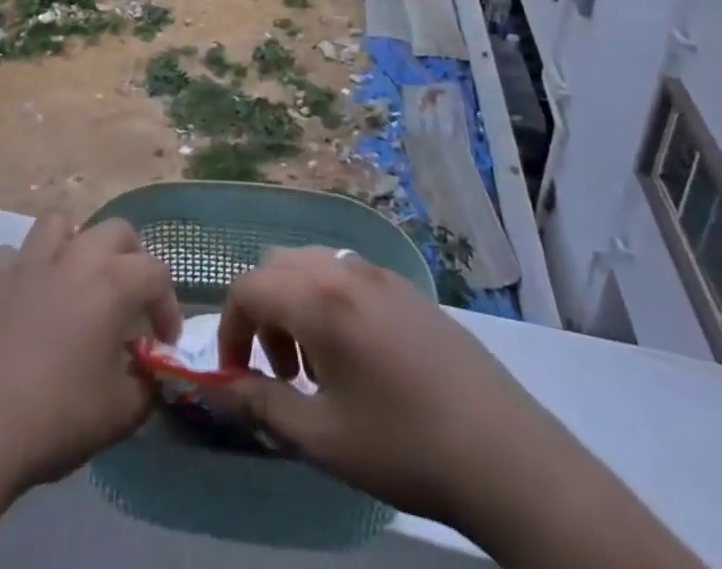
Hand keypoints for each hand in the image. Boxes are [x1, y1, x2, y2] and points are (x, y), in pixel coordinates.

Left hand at [0, 213, 182, 508]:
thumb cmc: (55, 419)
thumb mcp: (119, 415)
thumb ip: (145, 386)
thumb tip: (148, 374)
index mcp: (111, 283)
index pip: (156, 273)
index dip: (168, 306)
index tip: (164, 342)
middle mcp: (73, 257)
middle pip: (116, 230)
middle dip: (132, 258)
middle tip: (129, 298)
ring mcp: (27, 260)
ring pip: (60, 223)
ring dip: (76, 244)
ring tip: (77, 279)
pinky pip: (15, 254)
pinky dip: (27, 268)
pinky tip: (27, 298)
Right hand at [204, 249, 702, 568]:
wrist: (506, 456)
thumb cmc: (403, 448)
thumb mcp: (321, 438)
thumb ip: (261, 404)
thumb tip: (216, 387)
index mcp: (319, 299)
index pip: (248, 288)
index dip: (230, 328)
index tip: (236, 375)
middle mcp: (344, 271)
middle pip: (277, 267)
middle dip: (263, 311)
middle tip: (279, 370)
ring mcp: (381, 275)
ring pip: (313, 265)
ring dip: (296, 304)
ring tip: (318, 368)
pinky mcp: (409, 289)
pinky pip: (348, 275)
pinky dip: (330, 301)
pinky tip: (358, 359)